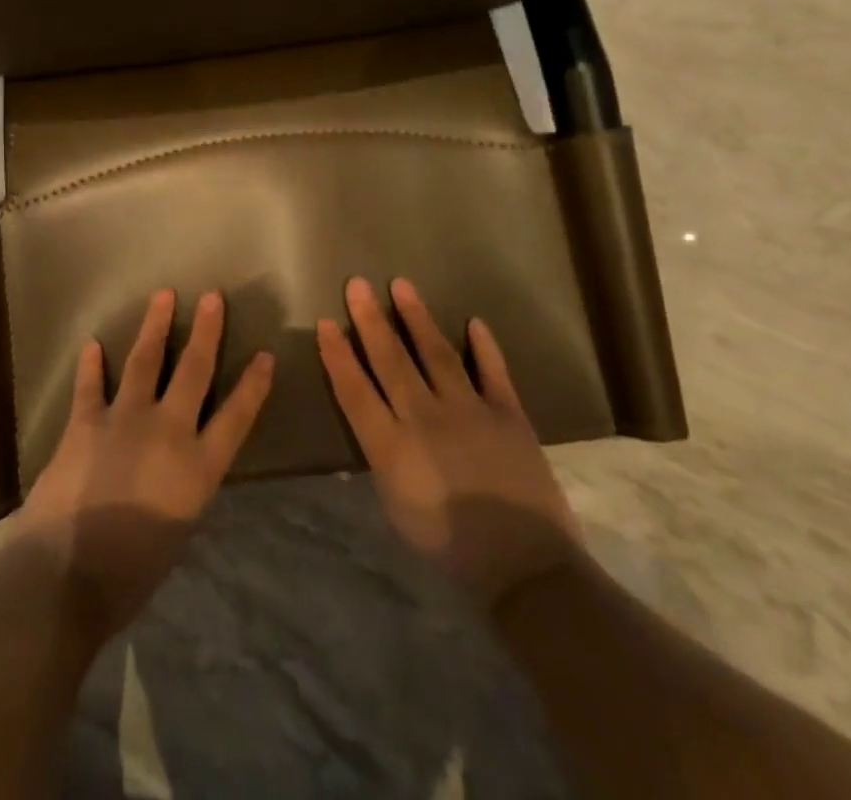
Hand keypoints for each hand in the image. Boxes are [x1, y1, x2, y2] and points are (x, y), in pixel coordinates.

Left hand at [18, 289, 274, 640]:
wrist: (66, 576)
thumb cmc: (130, 574)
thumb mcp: (178, 531)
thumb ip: (183, 488)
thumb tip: (179, 468)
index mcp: (198, 468)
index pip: (236, 416)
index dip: (254, 385)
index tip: (266, 355)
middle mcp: (167, 432)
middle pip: (193, 371)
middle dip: (207, 331)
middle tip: (213, 296)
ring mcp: (124, 420)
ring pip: (144, 361)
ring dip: (155, 326)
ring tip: (163, 296)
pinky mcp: (85, 422)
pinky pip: (90, 385)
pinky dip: (90, 365)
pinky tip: (91, 344)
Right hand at [317, 277, 582, 606]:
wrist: (525, 567)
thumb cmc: (450, 547)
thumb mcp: (396, 508)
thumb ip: (382, 458)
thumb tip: (373, 423)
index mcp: (391, 446)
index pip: (355, 389)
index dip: (338, 354)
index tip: (325, 323)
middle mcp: (425, 418)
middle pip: (391, 360)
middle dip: (370, 319)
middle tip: (357, 284)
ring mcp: (469, 411)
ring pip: (436, 354)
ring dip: (417, 318)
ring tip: (401, 286)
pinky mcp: (508, 414)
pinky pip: (494, 372)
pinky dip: (485, 347)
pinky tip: (474, 322)